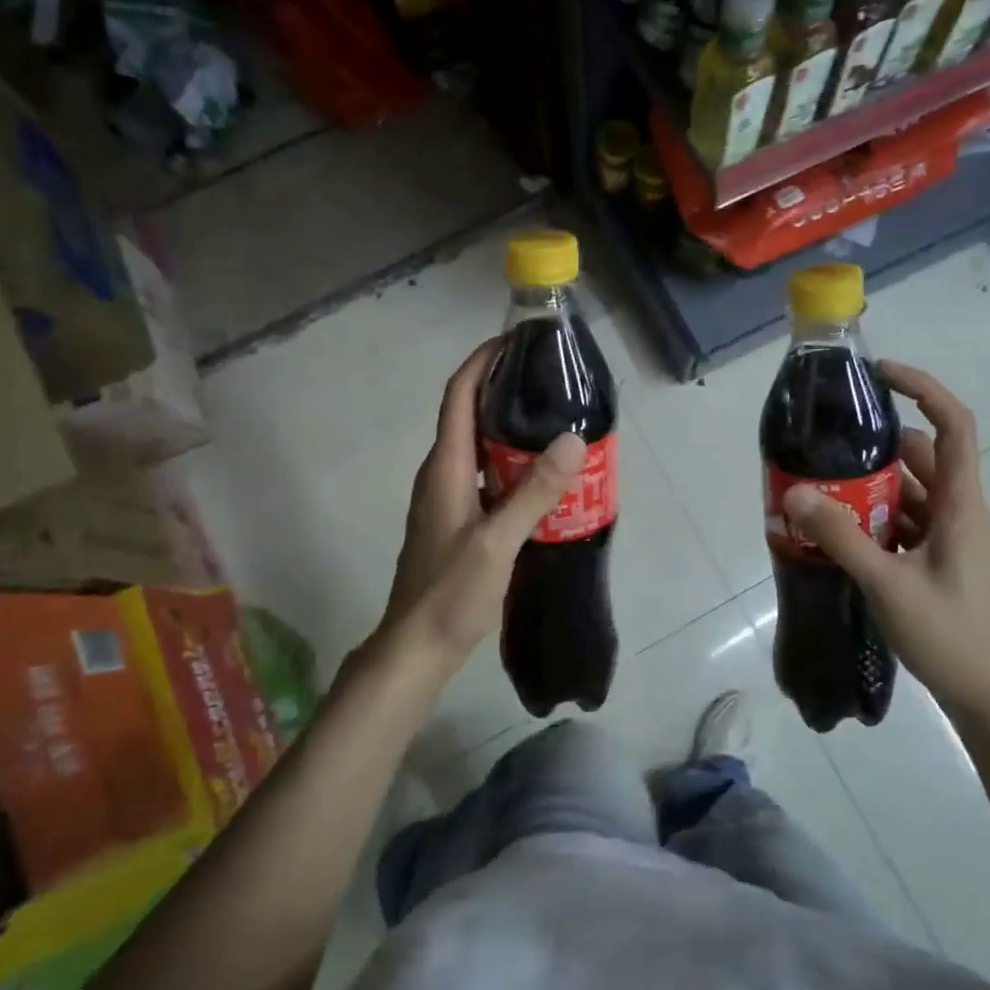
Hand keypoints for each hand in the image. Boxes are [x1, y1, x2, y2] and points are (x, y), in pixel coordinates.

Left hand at [375, 340, 586, 674]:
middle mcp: (442, 475)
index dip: (480, 362)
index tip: (514, 341)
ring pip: (480, 448)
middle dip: (504, 390)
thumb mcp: (497, 542)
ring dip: (511, 430)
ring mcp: (448, 499)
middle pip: (470, 415)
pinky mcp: (458, 521)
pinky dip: (512, 465)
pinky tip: (544, 478)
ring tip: (556, 422)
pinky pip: (487, 477)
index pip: (458, 397)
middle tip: (551, 383)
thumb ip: (534, 492)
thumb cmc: (450, 593)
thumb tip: (572, 439)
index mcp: (445, 468)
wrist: (417, 648)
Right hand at [780, 362, 989, 737]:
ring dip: (867, 486)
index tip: (880, 374)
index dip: (924, 388)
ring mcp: (946, 540)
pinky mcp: (934, 563)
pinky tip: (833, 530)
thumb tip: (795, 492)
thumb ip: (841, 537)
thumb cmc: (951, 637)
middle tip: (825, 443)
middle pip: (919, 457)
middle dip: (874, 445)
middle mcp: (956, 513)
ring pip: (906, 493)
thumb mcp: (889, 584)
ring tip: (817, 485)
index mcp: (960, 505)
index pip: (954, 426)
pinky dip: (869, 519)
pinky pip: (900, 524)